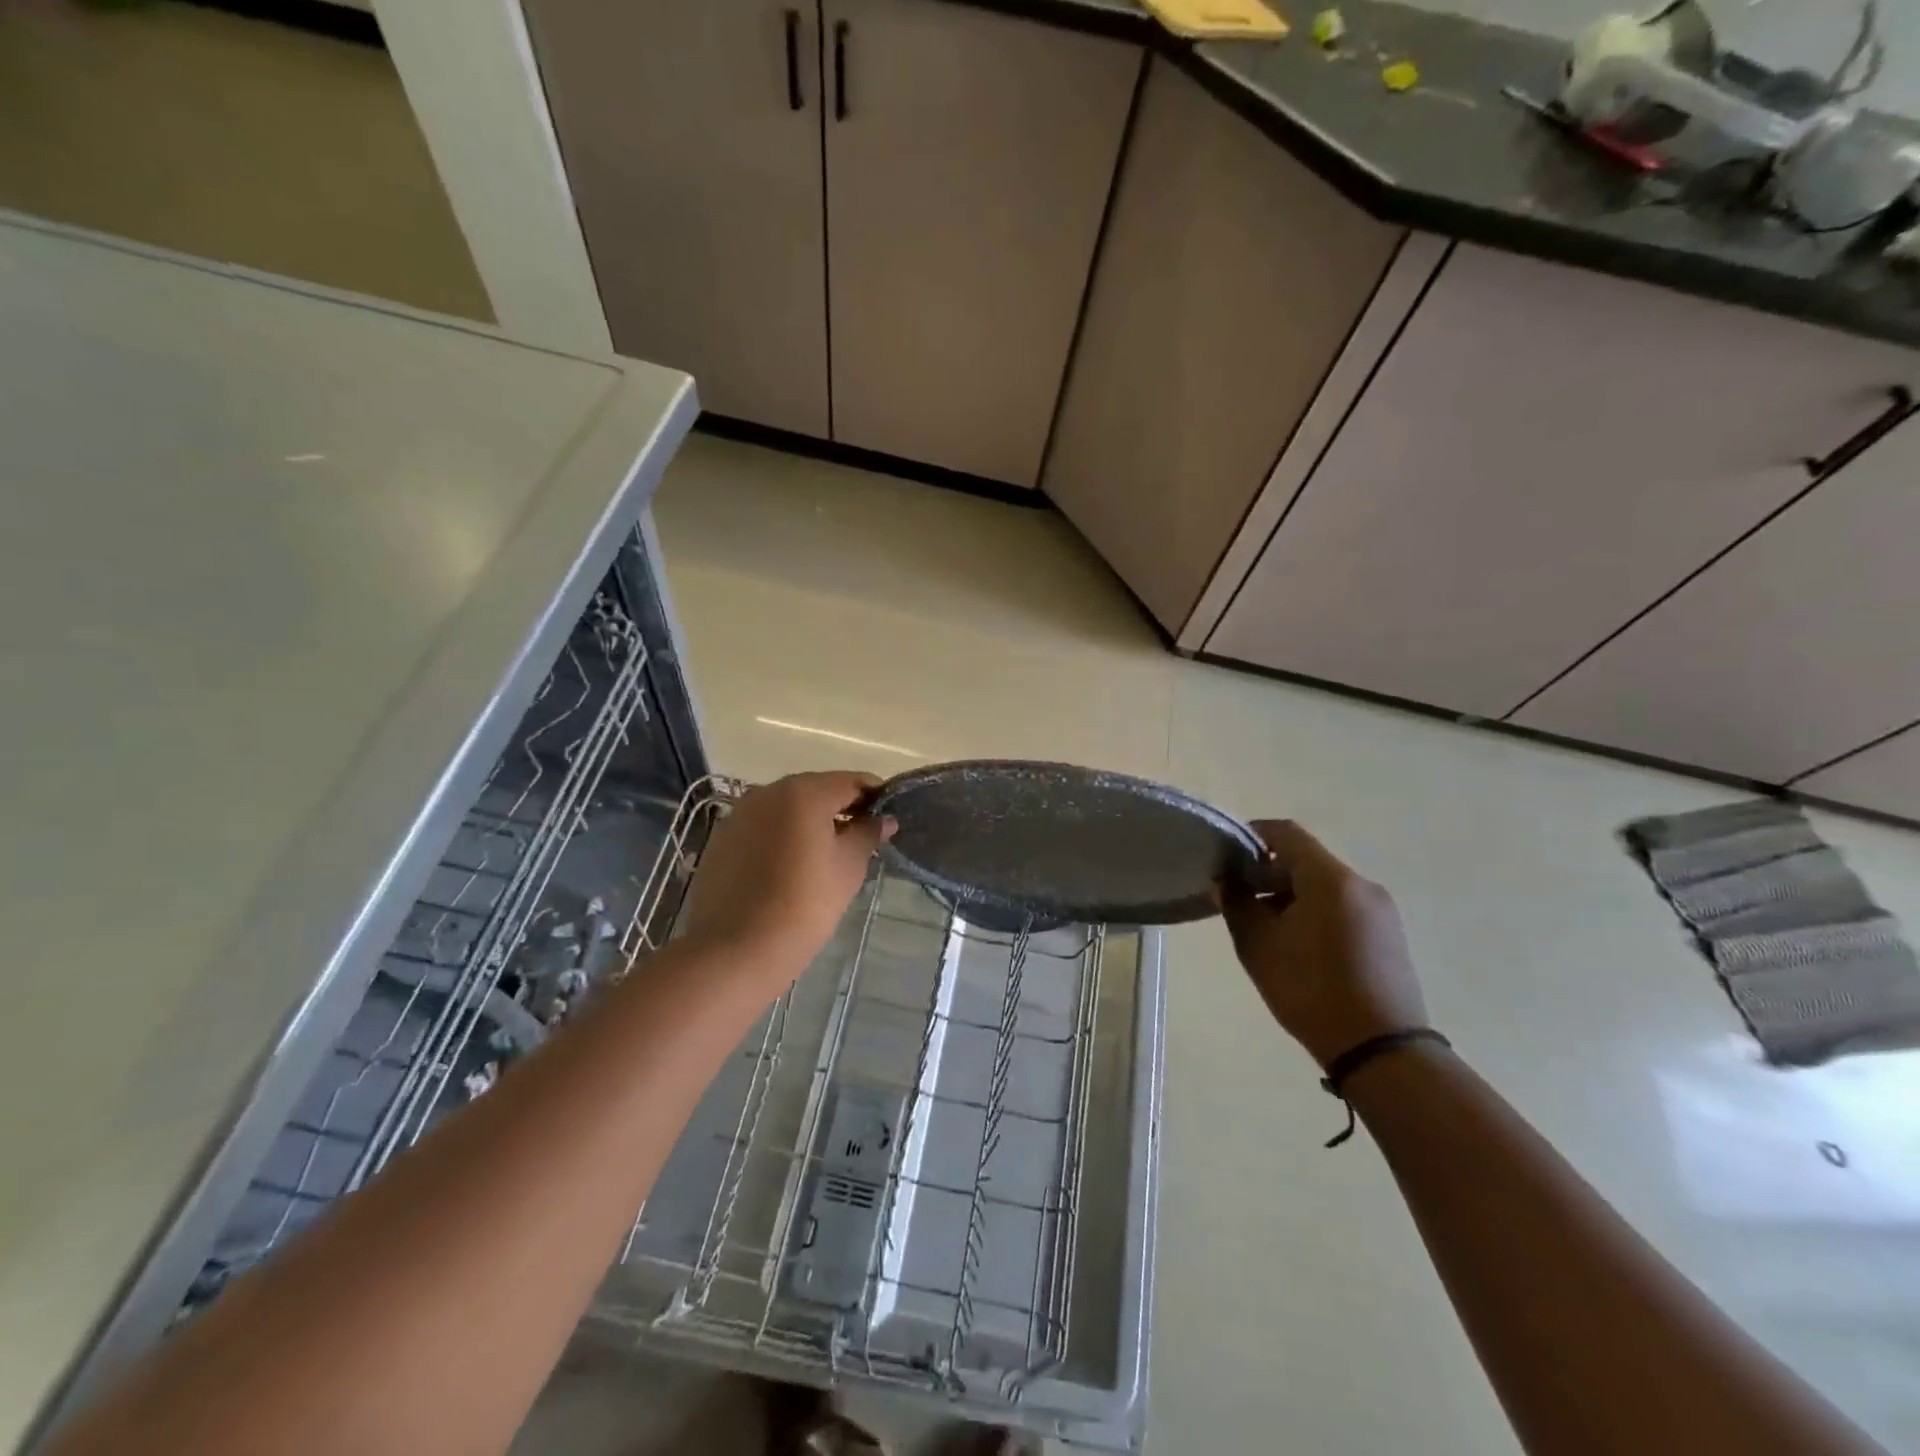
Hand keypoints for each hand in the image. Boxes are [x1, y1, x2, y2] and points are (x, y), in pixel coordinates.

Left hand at [683, 772, 895, 986]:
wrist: (737, 950)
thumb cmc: (804, 904)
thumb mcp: (848, 867)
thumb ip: (868, 833)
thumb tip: (883, 818)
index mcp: (804, 792)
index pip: (851, 781)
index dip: (875, 795)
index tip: (889, 816)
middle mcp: (768, 791)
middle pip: (817, 790)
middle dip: (842, 807)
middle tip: (863, 836)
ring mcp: (740, 813)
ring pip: (787, 808)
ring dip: (810, 821)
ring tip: (827, 853)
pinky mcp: (723, 838)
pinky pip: (764, 826)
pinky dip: (783, 835)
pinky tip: (792, 864)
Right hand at [1221, 820, 1427, 1069]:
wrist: (1381, 1052)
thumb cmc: (1310, 990)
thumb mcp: (1258, 946)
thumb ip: (1237, 905)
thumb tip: (1227, 883)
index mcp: (1331, 879)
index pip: (1286, 834)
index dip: (1253, 835)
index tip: (1227, 856)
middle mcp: (1362, 885)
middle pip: (1307, 860)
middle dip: (1269, 872)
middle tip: (1240, 898)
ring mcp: (1381, 911)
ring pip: (1325, 885)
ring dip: (1291, 894)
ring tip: (1266, 927)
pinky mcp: (1390, 935)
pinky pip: (1344, 907)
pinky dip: (1315, 911)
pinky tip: (1298, 945)